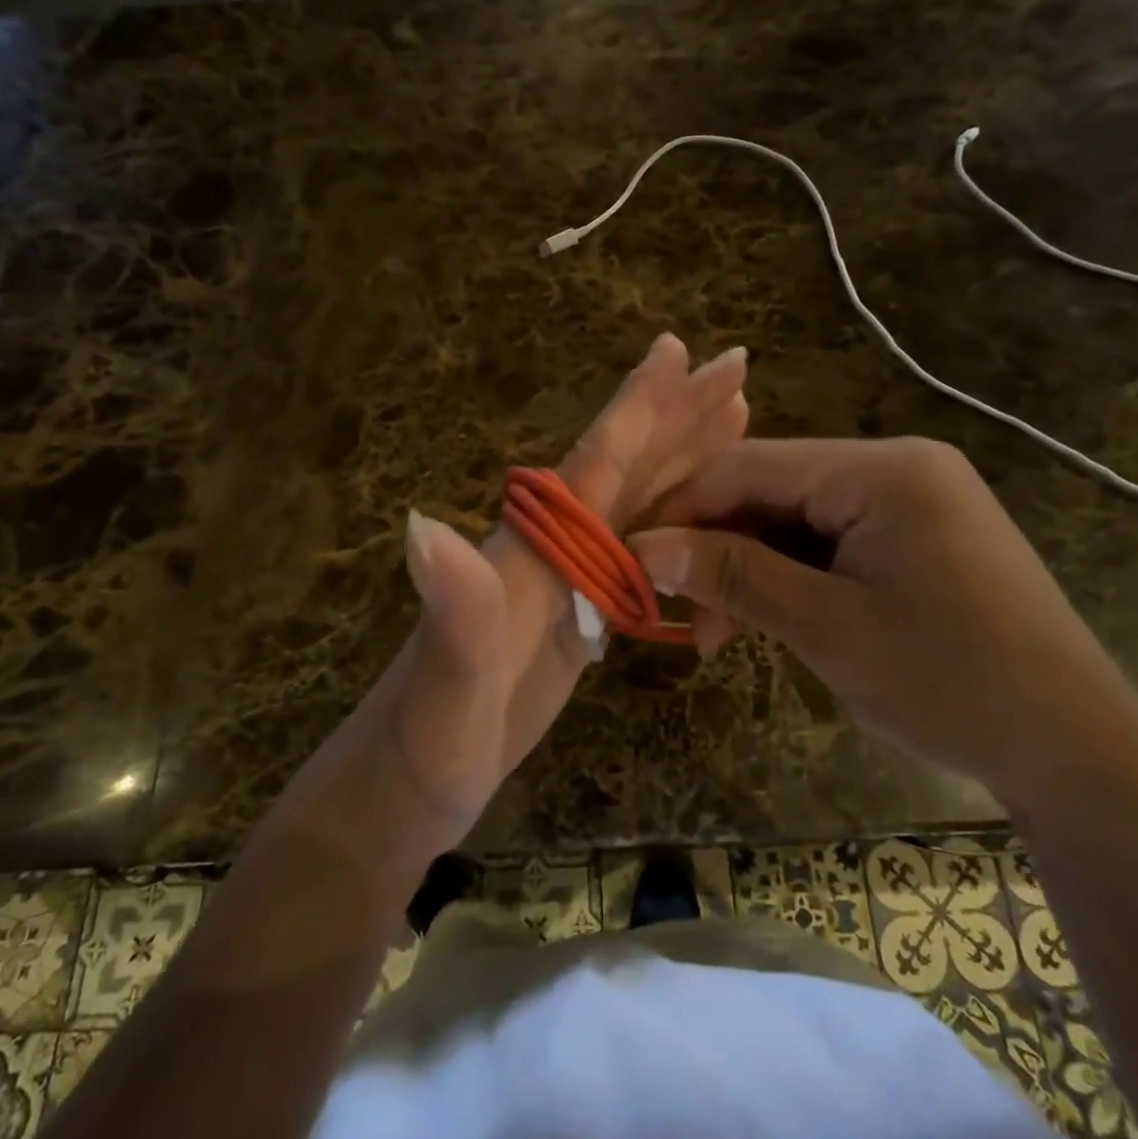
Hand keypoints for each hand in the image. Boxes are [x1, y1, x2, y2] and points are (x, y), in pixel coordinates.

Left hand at [367, 334, 748, 850]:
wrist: (403, 792)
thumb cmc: (421, 750)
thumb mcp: (441, 694)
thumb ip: (449, 616)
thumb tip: (423, 525)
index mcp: (528, 550)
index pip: (591, 466)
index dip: (635, 409)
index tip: (675, 346)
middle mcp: (549, 550)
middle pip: (626, 469)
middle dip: (680, 416)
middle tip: (734, 363)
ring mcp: (564, 582)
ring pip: (639, 504)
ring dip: (687, 460)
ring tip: (734, 418)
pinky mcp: (576, 616)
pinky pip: (639, 554)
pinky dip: (677, 526)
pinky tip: (701, 520)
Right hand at [627, 438, 1137, 803]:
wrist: (1077, 750)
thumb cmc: (953, 683)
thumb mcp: (828, 628)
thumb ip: (734, 575)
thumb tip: (646, 547)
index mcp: (882, 469)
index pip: (750, 466)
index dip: (681, 509)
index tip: (631, 557)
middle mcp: (895, 466)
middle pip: (770, 490)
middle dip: (716, 549)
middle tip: (676, 614)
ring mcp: (908, 500)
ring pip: (794, 520)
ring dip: (748, 570)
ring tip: (715, 637)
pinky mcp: (914, 536)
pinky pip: (828, 542)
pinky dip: (789, 578)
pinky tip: (765, 621)